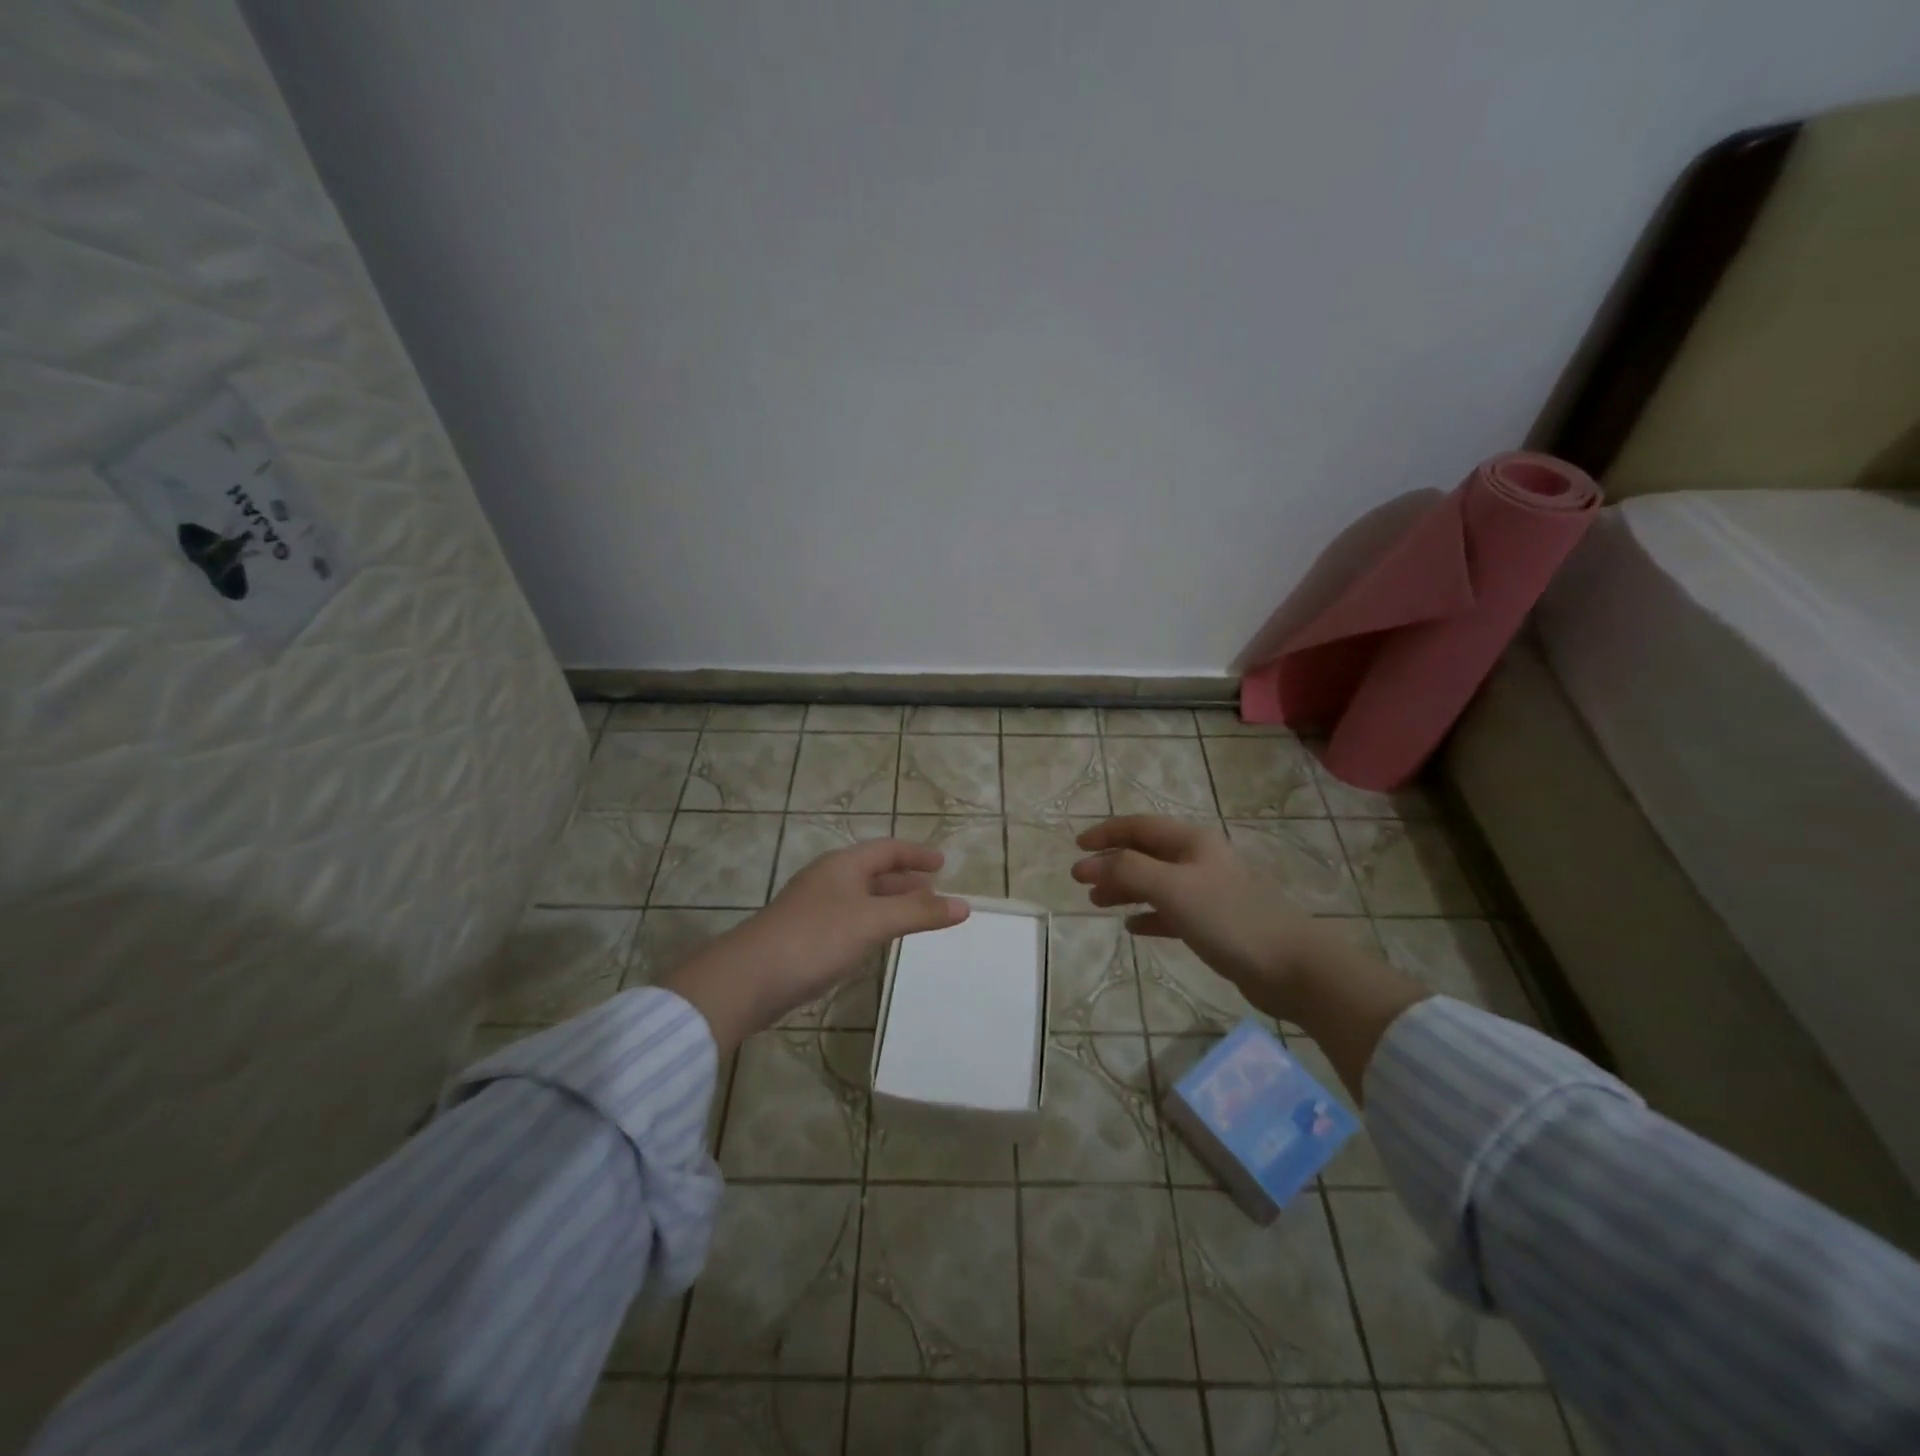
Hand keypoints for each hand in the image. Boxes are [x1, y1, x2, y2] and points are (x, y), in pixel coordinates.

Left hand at [661, 839, 969, 1051]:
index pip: (887, 849)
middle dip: (905, 880)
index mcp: (843, 865)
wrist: (750, 978)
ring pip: (861, 897)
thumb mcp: (874, 922)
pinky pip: (849, 919)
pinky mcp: (805, 935)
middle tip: (934, 891)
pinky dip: (872, 923)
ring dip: (890, 903)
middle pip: (874, 871)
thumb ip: (919, 913)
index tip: (943, 863)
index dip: (916, 854)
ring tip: (915, 916)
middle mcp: (828, 879)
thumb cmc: (816, 938)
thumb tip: (964, 905)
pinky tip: (878, 941)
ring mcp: (814, 907)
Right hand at [1070, 816, 1327, 1019]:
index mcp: (1191, 842)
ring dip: (1125, 889)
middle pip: (1145, 853)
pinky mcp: (1214, 923)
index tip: (1075, 847)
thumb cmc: (1228, 918)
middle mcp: (1199, 860)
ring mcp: (1208, 892)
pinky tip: (1133, 928)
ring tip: (1097, 903)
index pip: (1139, 826)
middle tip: (1080, 881)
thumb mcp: (1171, 888)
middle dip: (1111, 863)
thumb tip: (1085, 864)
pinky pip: (1171, 912)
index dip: (1105, 833)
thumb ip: (1126, 871)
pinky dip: (1149, 915)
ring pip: (1155, 882)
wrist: (1291, 967)